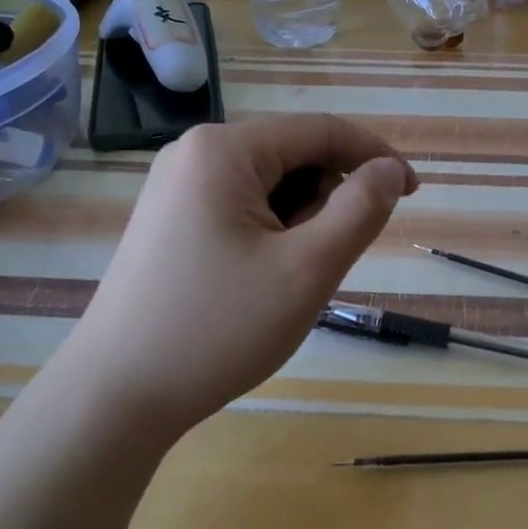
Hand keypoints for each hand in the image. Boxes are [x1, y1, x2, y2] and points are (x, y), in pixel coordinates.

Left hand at [57, 115, 416, 436]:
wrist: (115, 397)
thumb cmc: (218, 329)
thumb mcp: (306, 270)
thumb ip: (360, 211)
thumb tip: (389, 170)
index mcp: (224, 150)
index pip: (321, 131)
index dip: (375, 156)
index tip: (412, 193)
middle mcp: (194, 153)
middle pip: (293, 156)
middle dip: (326, 201)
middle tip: (322, 263)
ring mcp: (175, 187)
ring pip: (269, 185)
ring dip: (298, 222)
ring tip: (284, 279)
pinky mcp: (169, 219)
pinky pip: (240, 207)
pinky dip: (270, 234)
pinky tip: (257, 281)